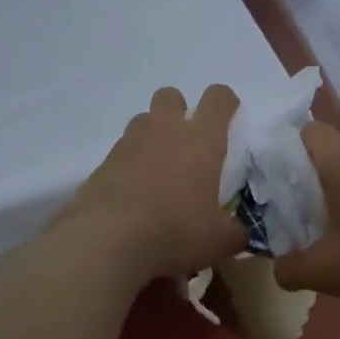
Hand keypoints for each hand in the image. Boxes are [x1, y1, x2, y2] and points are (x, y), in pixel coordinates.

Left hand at [66, 85, 247, 283]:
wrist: (107, 242)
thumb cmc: (175, 232)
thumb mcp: (220, 241)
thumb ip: (235, 231)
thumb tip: (237, 231)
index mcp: (201, 139)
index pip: (218, 98)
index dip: (226, 103)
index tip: (229, 118)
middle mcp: (164, 130)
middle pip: (171, 96)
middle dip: (180, 111)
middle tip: (187, 145)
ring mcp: (128, 144)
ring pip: (142, 121)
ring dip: (153, 136)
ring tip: (159, 170)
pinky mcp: (102, 164)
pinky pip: (121, 152)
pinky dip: (129, 165)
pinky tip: (133, 194)